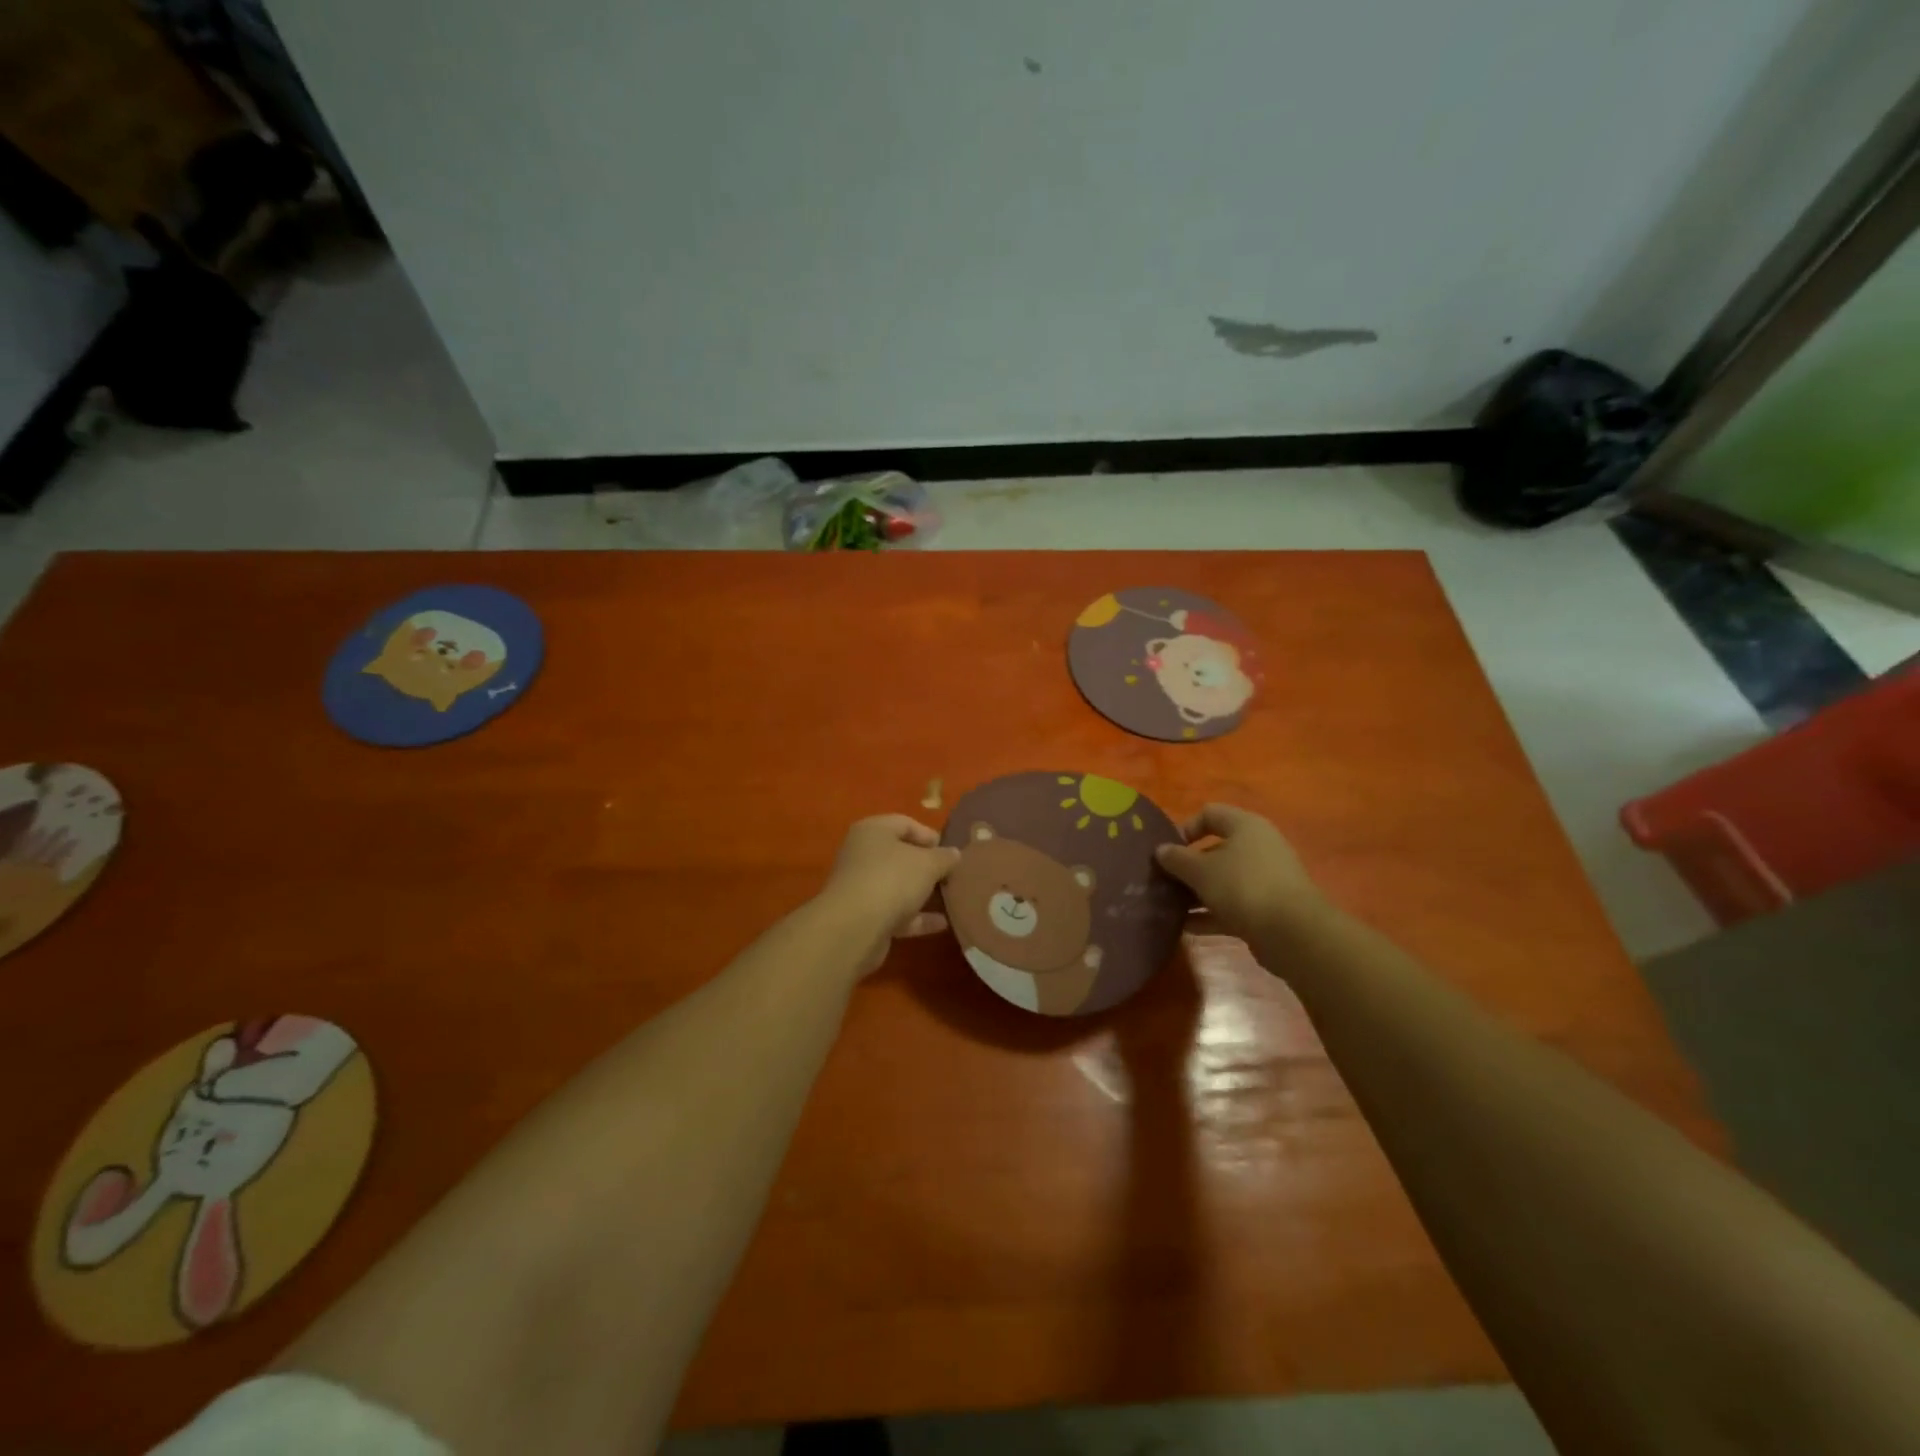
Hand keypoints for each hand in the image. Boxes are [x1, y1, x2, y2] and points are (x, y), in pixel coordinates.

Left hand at [818, 815, 962, 975]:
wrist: (855, 928)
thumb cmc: (892, 879)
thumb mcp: (928, 863)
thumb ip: (944, 857)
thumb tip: (954, 853)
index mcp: (873, 831)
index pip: (904, 823)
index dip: (929, 835)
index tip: (950, 851)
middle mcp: (862, 855)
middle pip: (900, 855)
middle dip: (927, 866)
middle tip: (952, 874)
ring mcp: (862, 887)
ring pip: (897, 885)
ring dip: (922, 892)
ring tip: (951, 897)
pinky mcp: (864, 917)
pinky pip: (896, 912)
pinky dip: (917, 917)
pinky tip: (942, 923)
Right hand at [1155, 804, 1325, 940]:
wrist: (1292, 933)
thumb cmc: (1242, 886)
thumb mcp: (1201, 870)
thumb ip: (1177, 859)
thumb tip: (1161, 850)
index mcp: (1245, 826)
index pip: (1210, 814)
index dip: (1186, 828)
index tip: (1167, 850)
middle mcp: (1258, 848)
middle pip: (1215, 850)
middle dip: (1187, 866)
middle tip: (1163, 881)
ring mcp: (1265, 880)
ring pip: (1222, 881)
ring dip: (1196, 893)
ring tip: (1169, 906)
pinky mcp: (1267, 909)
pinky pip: (1231, 906)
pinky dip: (1210, 914)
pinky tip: (1186, 927)